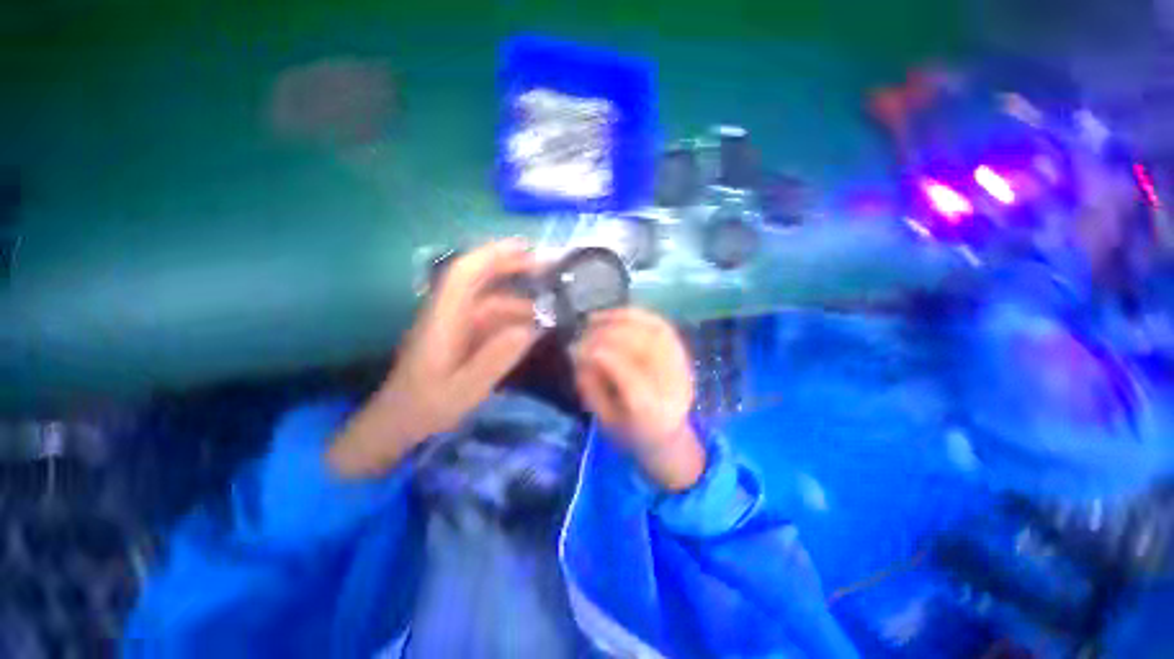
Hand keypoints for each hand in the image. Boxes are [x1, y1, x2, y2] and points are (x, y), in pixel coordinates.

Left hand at [328, 240, 539, 476]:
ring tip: (549, 307)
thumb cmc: (425, 407)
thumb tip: (530, 329)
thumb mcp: (464, 390)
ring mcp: (455, 323)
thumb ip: (495, 359)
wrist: (398, 422)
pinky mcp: (461, 335)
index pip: (465, 273)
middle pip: (478, 278)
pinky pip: (490, 318)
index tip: (525, 249)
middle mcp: (448, 313)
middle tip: (546, 269)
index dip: (494, 255)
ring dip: (518, 299)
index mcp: (443, 319)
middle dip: (510, 267)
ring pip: (489, 300)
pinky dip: (512, 318)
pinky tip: (532, 328)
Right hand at [574, 308, 704, 490]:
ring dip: (620, 319)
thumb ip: (591, 387)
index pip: (625, 371)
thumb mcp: (604, 420)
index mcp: (652, 410)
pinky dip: (637, 315)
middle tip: (582, 334)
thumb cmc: (633, 435)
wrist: (670, 437)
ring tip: (594, 318)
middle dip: (605, 335)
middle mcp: (672, 384)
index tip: (574, 348)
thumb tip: (578, 353)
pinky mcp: (682, 353)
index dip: (597, 353)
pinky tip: (616, 314)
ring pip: (652, 331)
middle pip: (641, 347)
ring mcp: (682, 366)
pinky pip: (660, 325)